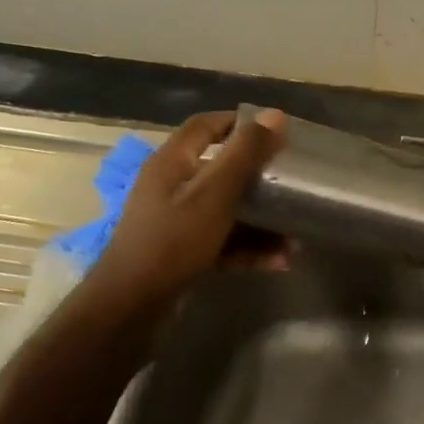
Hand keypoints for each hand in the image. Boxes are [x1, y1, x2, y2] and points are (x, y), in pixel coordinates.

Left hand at [84, 109, 286, 326]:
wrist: (130, 308)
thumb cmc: (173, 241)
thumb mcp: (215, 194)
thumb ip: (245, 154)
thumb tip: (275, 114)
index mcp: (172, 163)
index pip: (204, 126)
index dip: (237, 122)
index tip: (273, 132)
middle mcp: (171, 188)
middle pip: (220, 171)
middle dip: (258, 179)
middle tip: (289, 183)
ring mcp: (174, 223)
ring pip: (225, 211)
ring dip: (260, 223)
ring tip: (293, 238)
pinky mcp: (181, 254)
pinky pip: (221, 242)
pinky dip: (247, 249)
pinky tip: (278, 262)